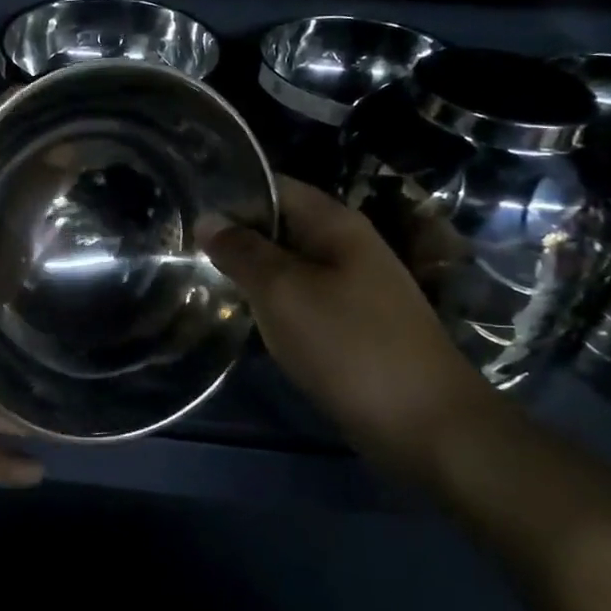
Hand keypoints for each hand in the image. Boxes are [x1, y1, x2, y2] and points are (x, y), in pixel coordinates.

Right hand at [204, 177, 500, 472]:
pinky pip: (302, 298)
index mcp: (335, 224)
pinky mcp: (353, 323)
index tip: (187, 211)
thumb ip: (242, 252)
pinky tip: (245, 317)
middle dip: (235, 235)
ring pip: (288, 264)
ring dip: (251, 272)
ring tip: (202, 280)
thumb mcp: (283, 292)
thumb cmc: (349, 345)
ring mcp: (353, 286)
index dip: (231, 195)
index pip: (274, 186)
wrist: (426, 424)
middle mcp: (347, 246)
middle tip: (184, 251)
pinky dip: (272, 302)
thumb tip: (208, 219)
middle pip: (280, 225)